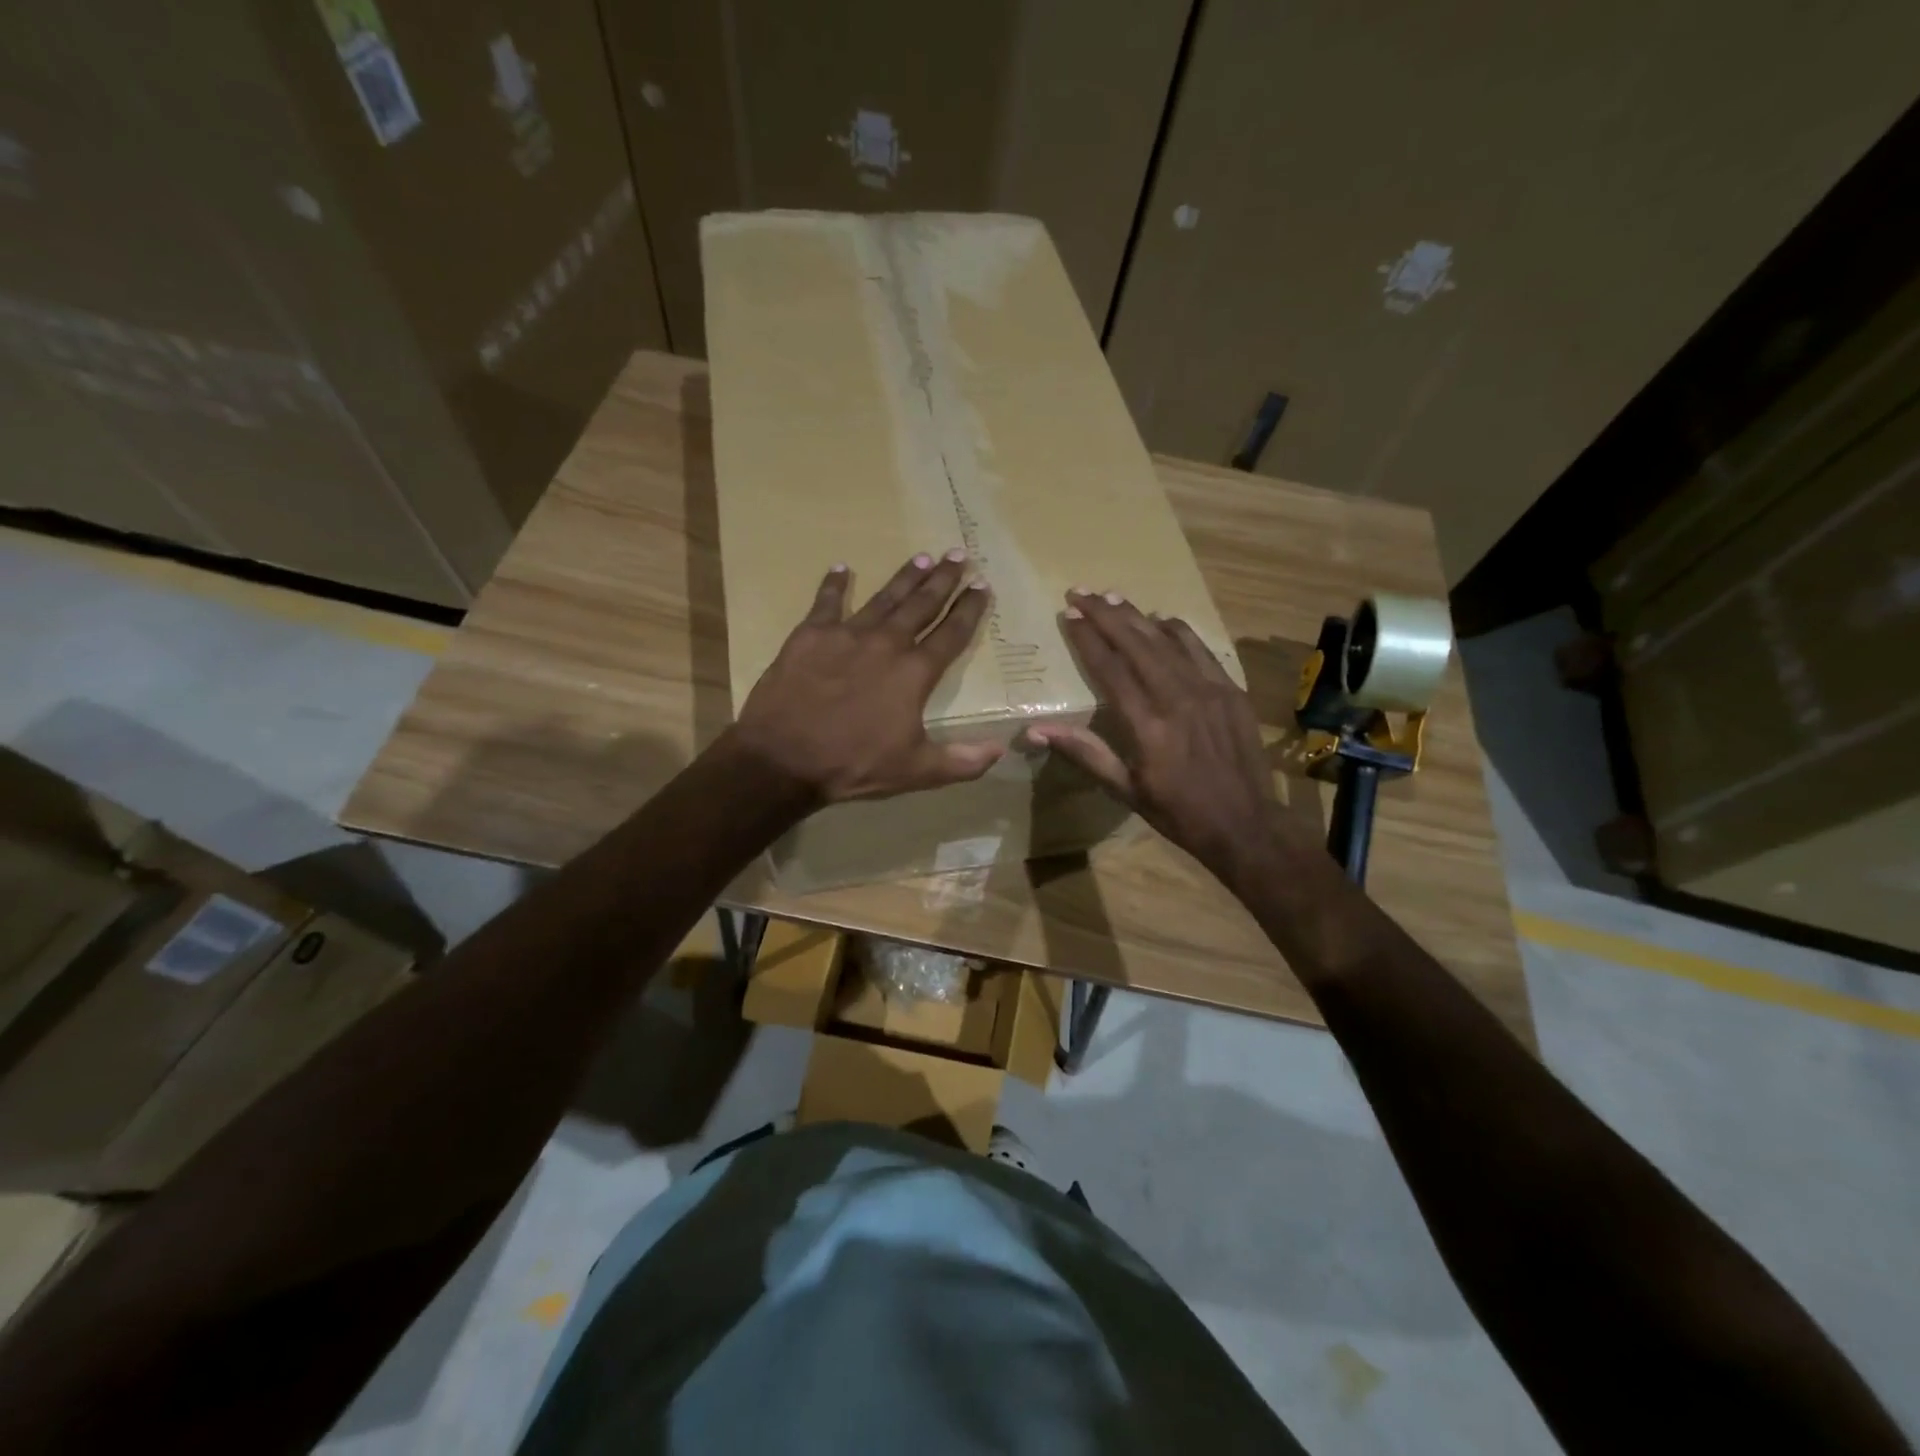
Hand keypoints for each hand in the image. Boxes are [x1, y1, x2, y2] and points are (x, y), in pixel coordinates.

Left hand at [729, 550, 1004, 805]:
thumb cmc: (853, 764)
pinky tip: (841, 568)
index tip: (982, 587)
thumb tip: (1000, 750)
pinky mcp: (810, 635)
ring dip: (905, 577)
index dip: (969, 610)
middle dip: (943, 580)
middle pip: (921, 605)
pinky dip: (834, 585)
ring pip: (884, 598)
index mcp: (914, 673)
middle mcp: (886, 644)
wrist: (783, 756)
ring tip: (922, 557)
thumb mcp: (915, 771)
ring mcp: (846, 634)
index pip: (951, 634)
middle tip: (958, 555)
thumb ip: (961, 761)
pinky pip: (826, 602)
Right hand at [1026, 589, 1292, 886]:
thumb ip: (1084, 752)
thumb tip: (1036, 731)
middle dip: (1106, 614)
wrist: (1245, 824)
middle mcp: (1177, 698)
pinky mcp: (1230, 690)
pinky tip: (1162, 619)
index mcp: (1147, 725)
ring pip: (1167, 640)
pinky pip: (1200, 649)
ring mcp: (1209, 690)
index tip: (1069, 614)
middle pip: (1136, 643)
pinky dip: (1178, 630)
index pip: (1110, 668)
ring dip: (1138, 616)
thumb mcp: (1125, 789)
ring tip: (1112, 596)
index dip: (1088, 638)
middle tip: (1081, 592)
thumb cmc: (1178, 812)